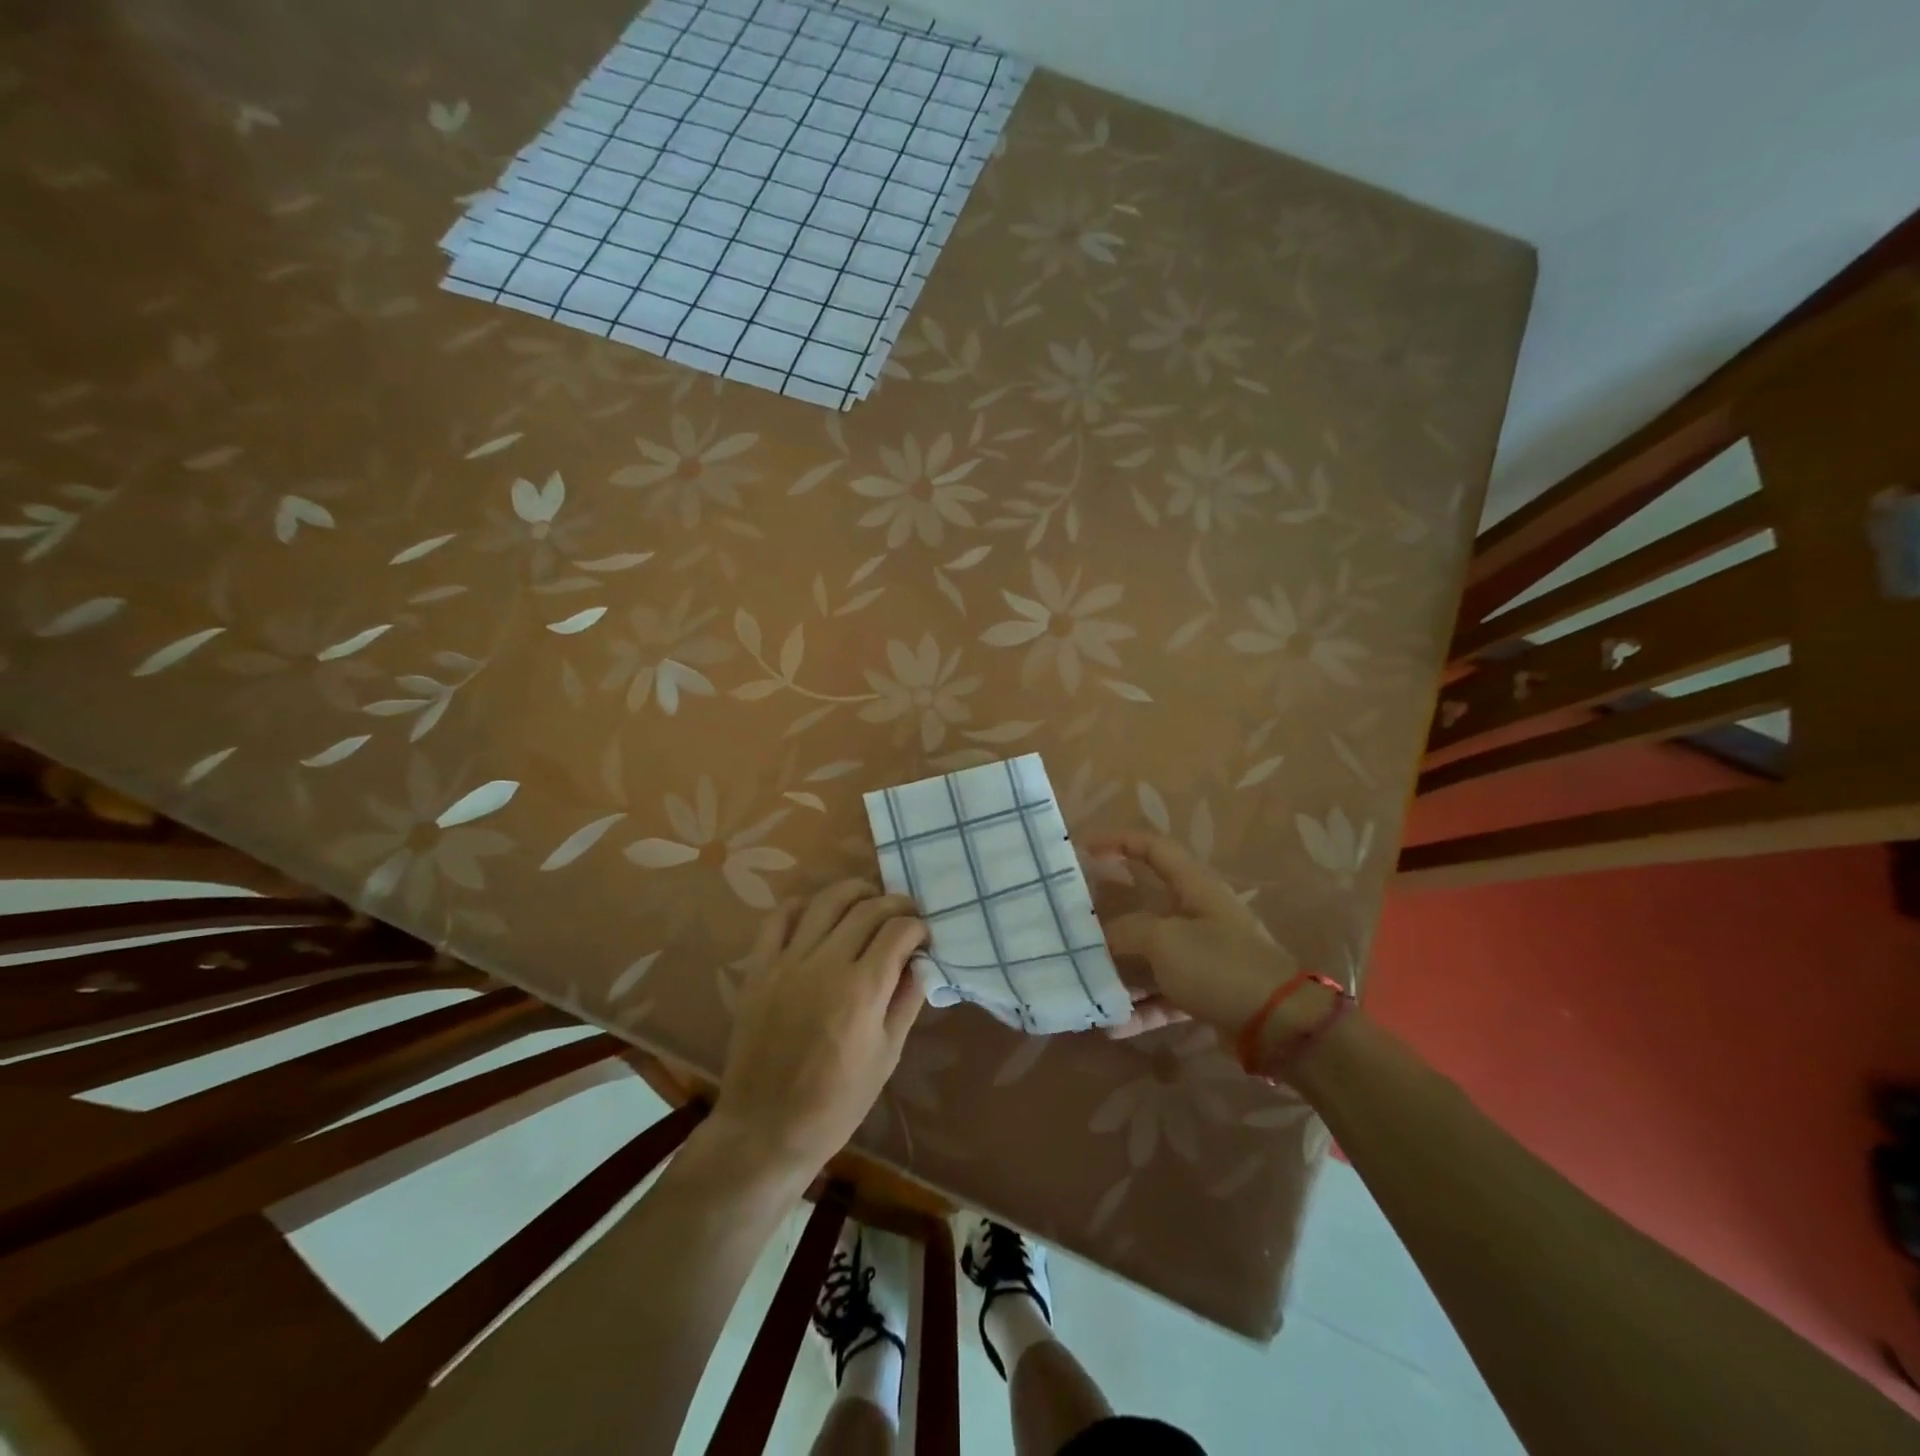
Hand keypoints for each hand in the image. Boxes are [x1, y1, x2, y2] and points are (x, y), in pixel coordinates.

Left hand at [712, 879, 927, 1178]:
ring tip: (869, 898)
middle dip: (895, 904)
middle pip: (868, 909)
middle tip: (905, 916)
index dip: (918, 927)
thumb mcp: (887, 1056)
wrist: (766, 1129)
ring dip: (854, 891)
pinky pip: (779, 919)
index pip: (898, 931)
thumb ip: (906, 1001)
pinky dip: (802, 905)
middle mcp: (826, 964)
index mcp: (862, 989)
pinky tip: (817, 911)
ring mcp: (788, 962)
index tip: (923, 937)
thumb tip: (921, 963)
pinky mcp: (759, 969)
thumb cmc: (836, 1102)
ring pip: (826, 901)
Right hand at [1092, 831, 1299, 1040]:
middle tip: (1076, 930)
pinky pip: (1164, 995)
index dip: (1120, 842)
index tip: (1084, 850)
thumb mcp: (1164, 940)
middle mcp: (1199, 917)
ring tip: (1088, 987)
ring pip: (1151, 957)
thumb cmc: (1219, 965)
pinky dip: (1141, 1008)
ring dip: (1121, 972)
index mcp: (1195, 888)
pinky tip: (1112, 1026)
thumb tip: (1103, 938)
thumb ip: (1126, 932)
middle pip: (1146, 909)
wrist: (1280, 1026)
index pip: (1154, 849)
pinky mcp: (1207, 994)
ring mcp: (1204, 957)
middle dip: (1109, 921)